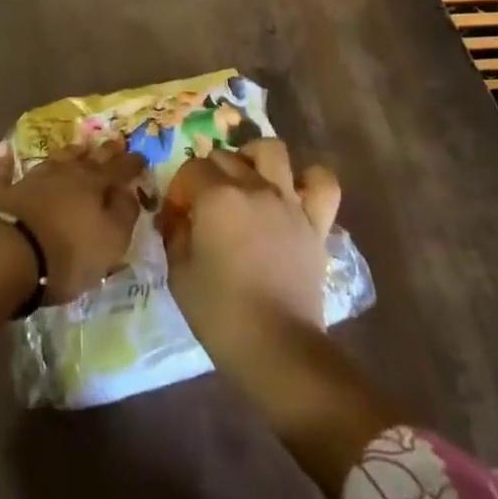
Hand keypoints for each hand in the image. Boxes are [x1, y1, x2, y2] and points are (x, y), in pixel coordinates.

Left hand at [0, 137, 148, 304]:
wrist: (7, 253)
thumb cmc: (67, 253)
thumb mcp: (110, 241)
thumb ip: (124, 214)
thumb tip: (129, 193)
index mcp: (94, 185)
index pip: (119, 170)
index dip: (132, 163)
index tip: (142, 156)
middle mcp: (64, 174)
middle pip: (88, 159)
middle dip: (104, 151)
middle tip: (115, 141)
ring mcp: (31, 180)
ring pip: (54, 160)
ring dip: (68, 153)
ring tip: (78, 146)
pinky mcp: (2, 193)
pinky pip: (4, 172)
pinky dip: (5, 161)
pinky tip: (4, 150)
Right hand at [157, 139, 340, 361]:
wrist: (277, 347)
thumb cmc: (220, 313)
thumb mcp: (179, 273)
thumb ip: (175, 234)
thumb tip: (176, 218)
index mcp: (216, 197)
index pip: (190, 170)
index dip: (178, 191)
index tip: (175, 219)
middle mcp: (254, 187)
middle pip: (225, 157)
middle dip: (207, 175)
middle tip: (204, 206)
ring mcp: (288, 201)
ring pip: (273, 151)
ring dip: (254, 158)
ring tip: (247, 179)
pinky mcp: (315, 222)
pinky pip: (322, 183)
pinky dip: (309, 179)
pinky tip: (294, 191)